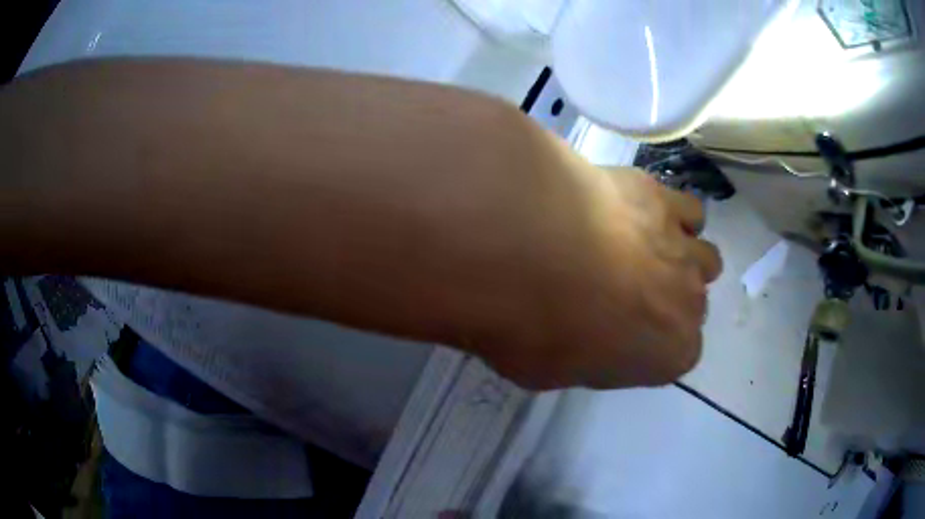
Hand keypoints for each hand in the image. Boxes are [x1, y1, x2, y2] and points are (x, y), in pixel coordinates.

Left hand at [434, 128, 721, 389]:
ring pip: (703, 256)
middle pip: (693, 303)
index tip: (622, 335)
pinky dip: (670, 213)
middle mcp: (690, 302)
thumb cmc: (540, 328)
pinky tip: (638, 212)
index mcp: (671, 354)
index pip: (679, 353)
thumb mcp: (552, 371)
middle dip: (667, 299)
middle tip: (624, 291)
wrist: (532, 249)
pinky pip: (685, 208)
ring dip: (681, 258)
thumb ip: (584, 358)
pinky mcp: (661, 196)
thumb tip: (582, 340)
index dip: (653, 343)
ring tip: (641, 251)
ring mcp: (682, 245)